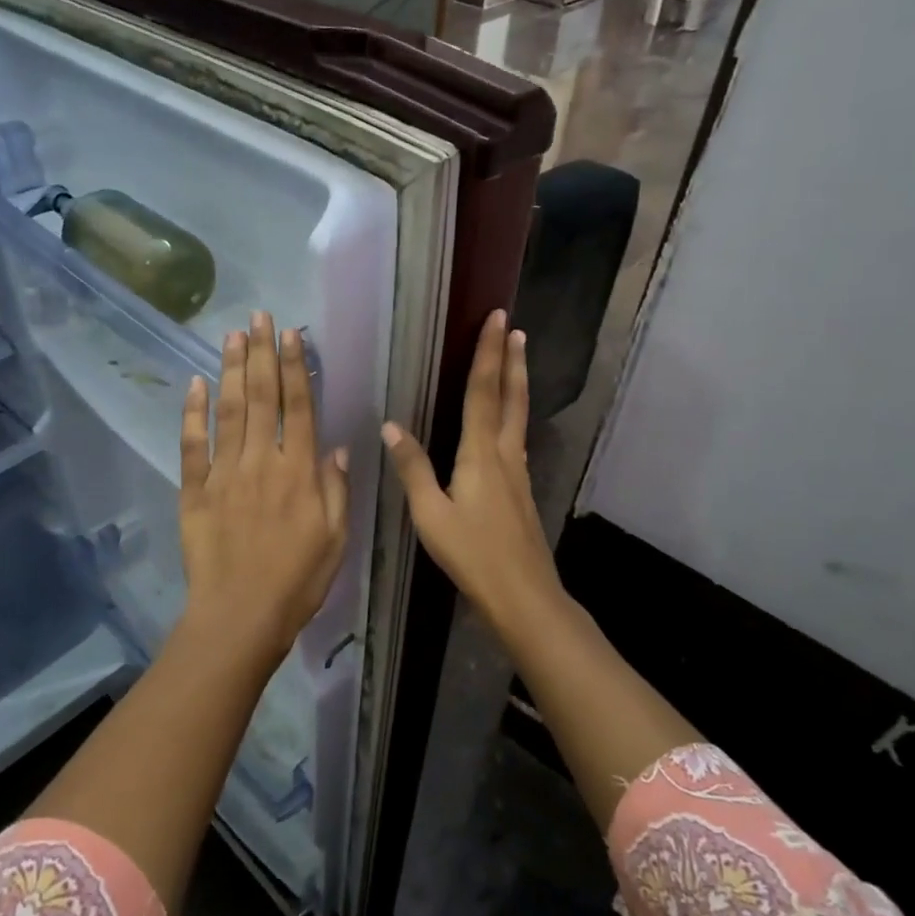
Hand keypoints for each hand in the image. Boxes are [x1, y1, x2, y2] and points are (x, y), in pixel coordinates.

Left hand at [178, 311, 350, 668]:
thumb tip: (336, 446)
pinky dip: (192, 413)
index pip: (299, 407)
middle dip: (261, 353)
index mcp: (299, 471)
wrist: (240, 616)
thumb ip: (336, 488)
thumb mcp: (336, 538)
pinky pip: (192, 445)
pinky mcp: (194, 491)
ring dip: (230, 369)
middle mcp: (261, 461)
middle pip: (260, 397)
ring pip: (227, 411)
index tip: (291, 334)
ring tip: (232, 335)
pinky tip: (194, 384)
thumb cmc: (298, 581)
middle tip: (259, 316)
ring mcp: (224, 473)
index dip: (295, 367)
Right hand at [381, 310, 566, 640]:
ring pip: (518, 416)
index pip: (483, 392)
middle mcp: (505, 454)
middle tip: (515, 327)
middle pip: (510, 397)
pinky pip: (516, 436)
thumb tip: (391, 426)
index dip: (488, 354)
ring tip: (518, 358)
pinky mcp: (522, 490)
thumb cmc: (472, 555)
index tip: (497, 320)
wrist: (523, 595)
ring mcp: (518, 472)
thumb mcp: (431, 515)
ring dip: (517, 382)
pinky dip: (513, 413)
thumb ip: (413, 469)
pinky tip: (507, 422)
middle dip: (511, 360)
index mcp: (481, 454)